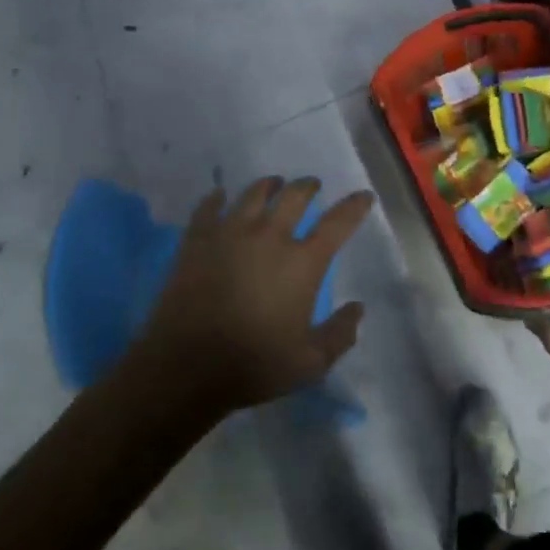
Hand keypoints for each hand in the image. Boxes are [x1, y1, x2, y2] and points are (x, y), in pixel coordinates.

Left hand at [127, 177, 373, 418]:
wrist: (185, 366)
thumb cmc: (253, 365)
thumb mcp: (309, 363)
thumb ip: (340, 335)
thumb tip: (358, 308)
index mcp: (302, 263)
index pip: (337, 223)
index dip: (354, 206)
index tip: (363, 196)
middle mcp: (270, 236)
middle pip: (294, 196)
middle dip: (308, 187)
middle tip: (312, 186)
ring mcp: (230, 233)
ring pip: (254, 194)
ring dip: (268, 185)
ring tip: (273, 184)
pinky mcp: (197, 239)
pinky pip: (208, 207)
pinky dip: (217, 198)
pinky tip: (219, 196)